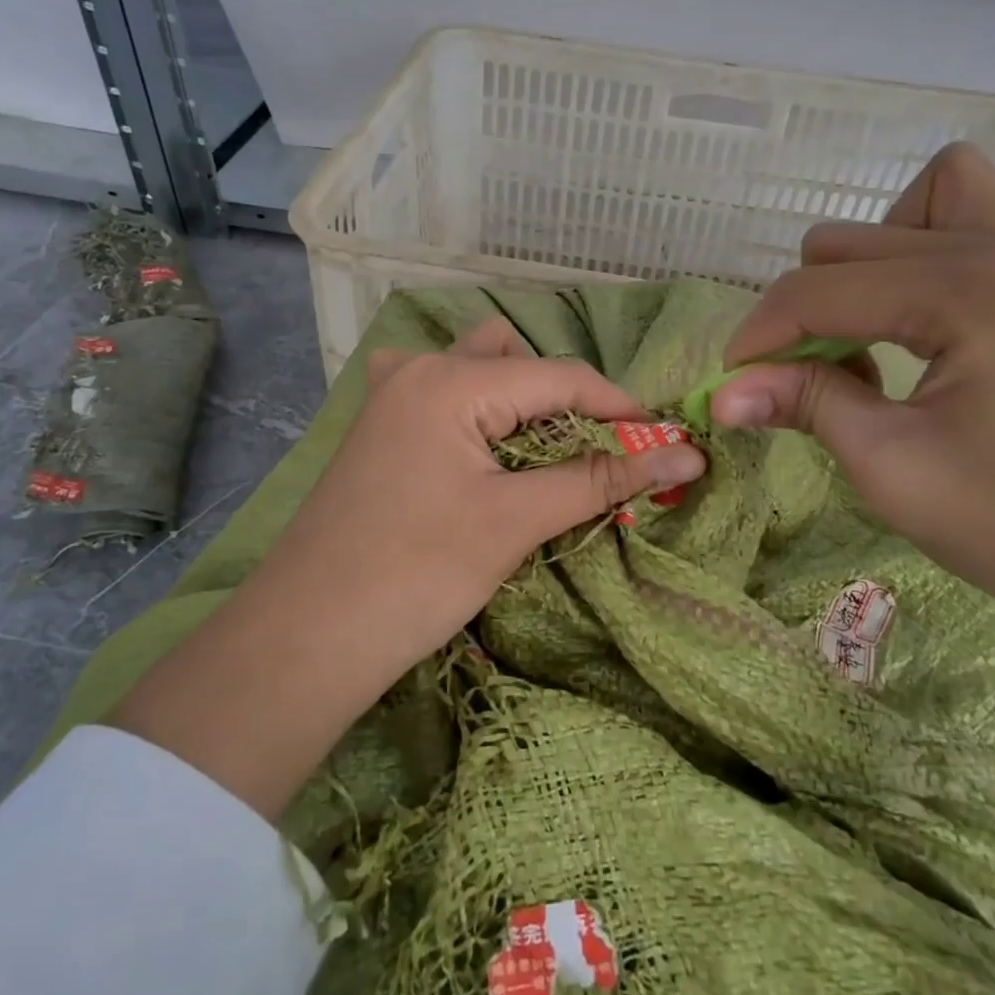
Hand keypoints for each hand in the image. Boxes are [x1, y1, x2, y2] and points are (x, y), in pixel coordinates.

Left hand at [270, 316, 704, 672]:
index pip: (560, 375)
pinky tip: (479, 447)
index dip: (619, 406)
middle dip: (562, 396)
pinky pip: (442, 392)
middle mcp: (419, 368)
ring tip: (537, 451)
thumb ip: (601, 479)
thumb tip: (689, 456)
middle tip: (588, 451)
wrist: (306, 638)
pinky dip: (477, 408)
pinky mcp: (379, 427)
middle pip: (515, 356)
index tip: (664, 441)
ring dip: (518, 397)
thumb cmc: (416, 575)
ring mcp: (391, 394)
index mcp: (452, 380)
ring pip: (476, 367)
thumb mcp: (515, 521)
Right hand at [711, 142, 994, 653]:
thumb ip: (805, 405)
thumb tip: (721, 393)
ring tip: (884, 314)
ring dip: (892, 237)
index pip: (816, 290)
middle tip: (811, 379)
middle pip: (858, 240)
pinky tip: (973, 266)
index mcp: (959, 292)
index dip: (757, 337)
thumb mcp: (893, 470)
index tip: (732, 386)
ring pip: (948, 186)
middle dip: (810, 304)